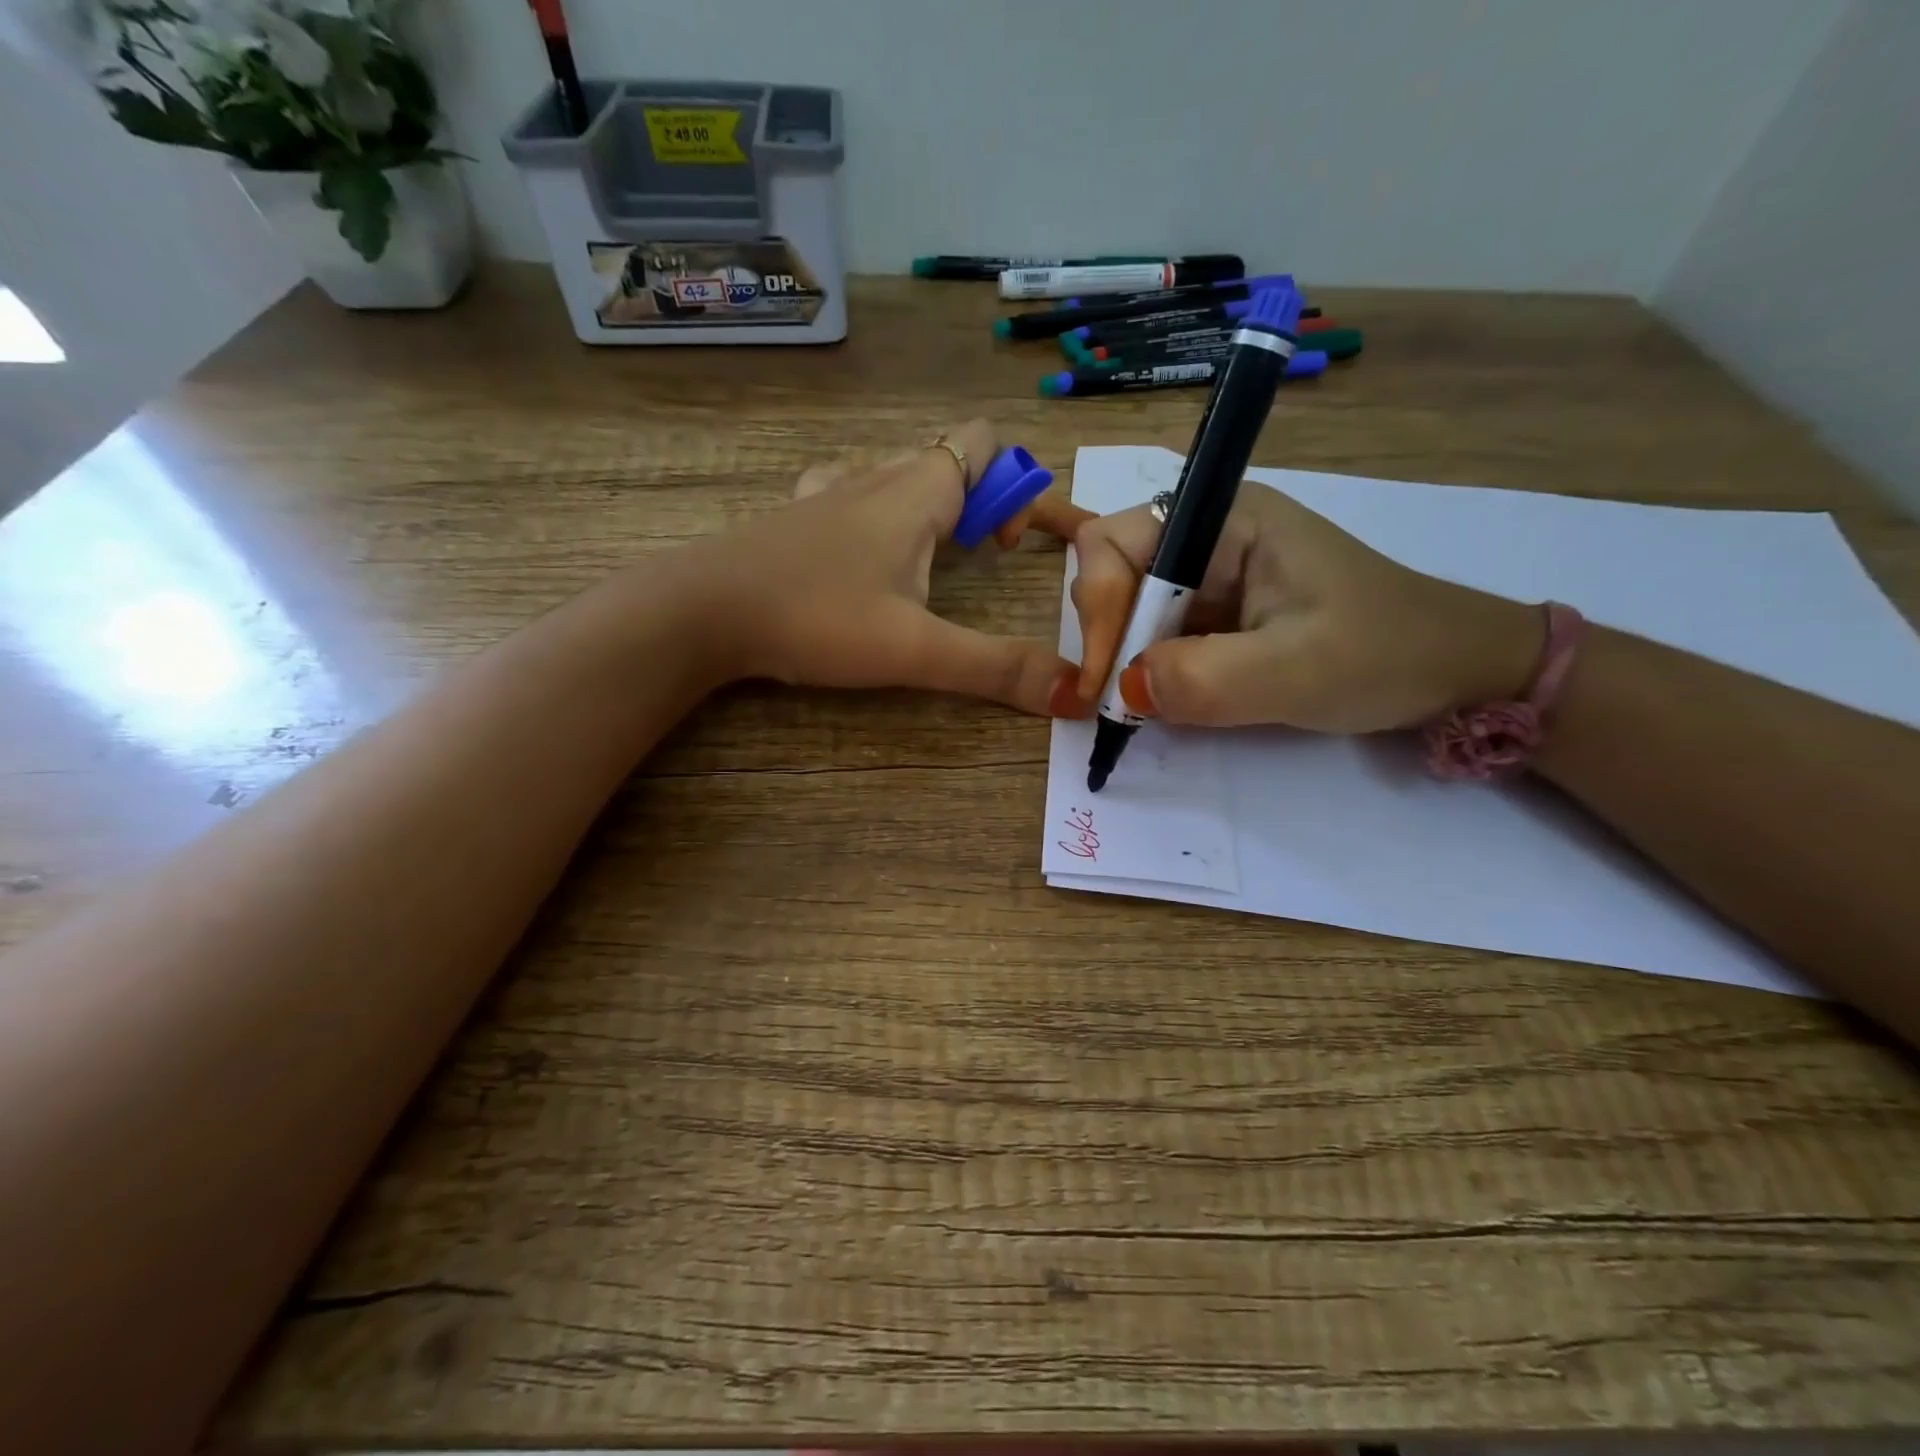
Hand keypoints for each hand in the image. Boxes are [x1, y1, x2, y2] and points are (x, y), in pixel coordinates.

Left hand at [694, 418, 1094, 715]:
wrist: (701, 611)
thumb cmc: (815, 618)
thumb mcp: (916, 651)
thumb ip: (996, 669)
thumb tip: (1074, 695)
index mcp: (916, 491)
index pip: (984, 442)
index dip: (1013, 485)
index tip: (1002, 550)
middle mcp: (874, 475)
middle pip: (944, 457)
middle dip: (975, 503)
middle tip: (971, 563)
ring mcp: (827, 492)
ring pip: (894, 471)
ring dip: (924, 504)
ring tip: (925, 564)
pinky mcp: (793, 516)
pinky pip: (848, 489)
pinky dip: (872, 510)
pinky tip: (861, 556)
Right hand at [1068, 480, 1543, 731]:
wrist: (1454, 671)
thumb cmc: (1387, 655)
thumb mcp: (1296, 671)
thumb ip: (1204, 679)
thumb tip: (1123, 690)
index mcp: (1226, 519)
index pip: (1114, 542)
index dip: (1096, 607)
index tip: (1107, 682)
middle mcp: (1208, 535)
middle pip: (1112, 573)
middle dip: (1108, 638)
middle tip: (1123, 702)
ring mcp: (1210, 573)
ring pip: (1128, 608)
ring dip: (1126, 660)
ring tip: (1151, 705)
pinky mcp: (1217, 610)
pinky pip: (1156, 634)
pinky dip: (1148, 672)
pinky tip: (1168, 699)